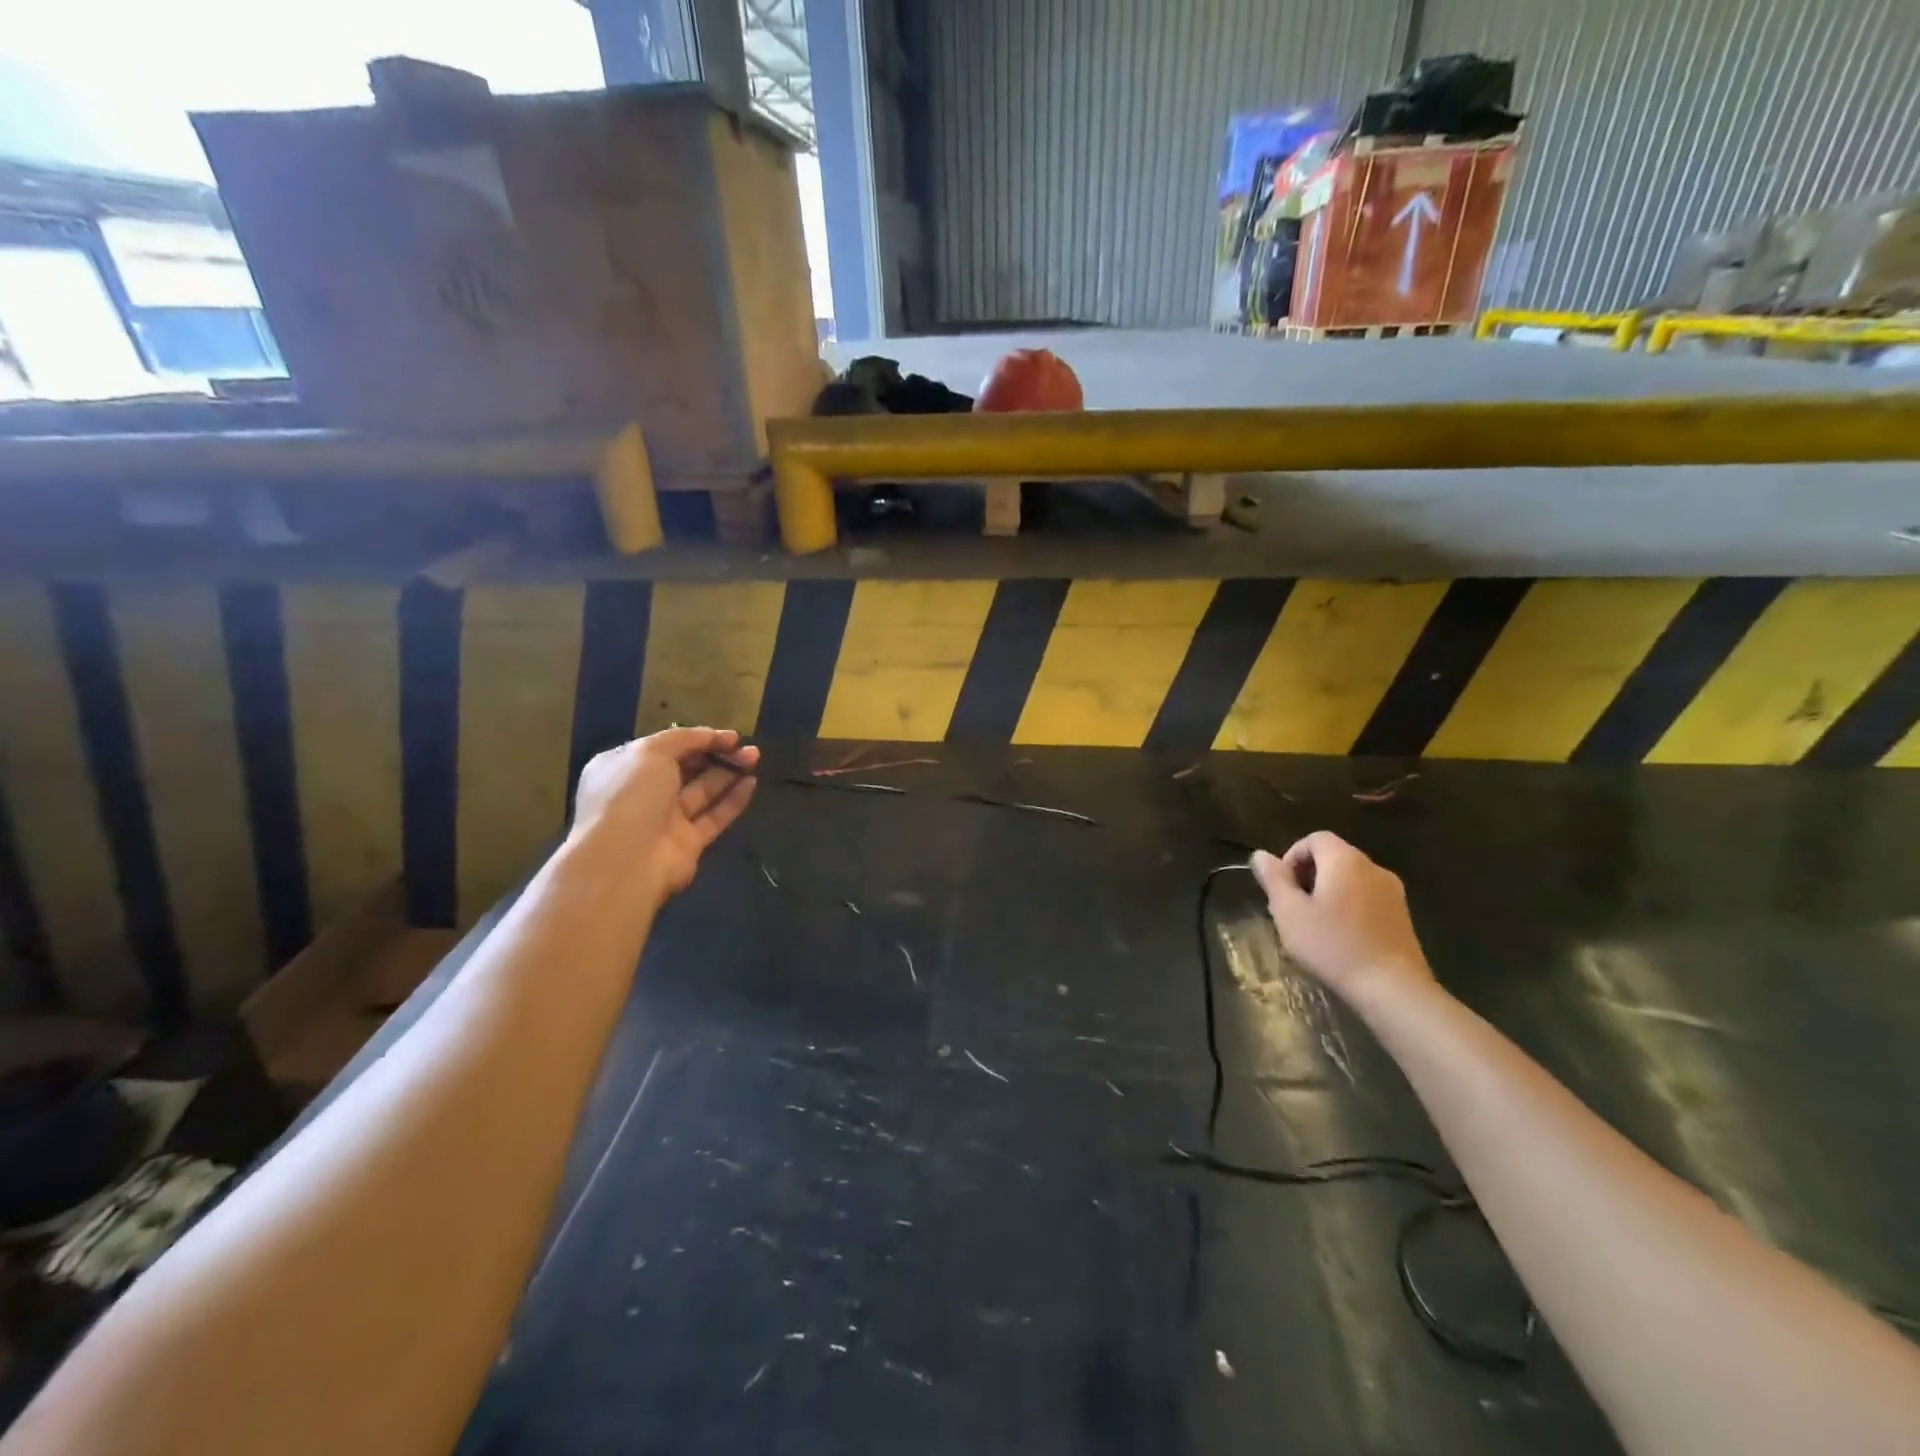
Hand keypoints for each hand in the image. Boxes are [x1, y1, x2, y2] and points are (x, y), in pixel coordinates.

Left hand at [568, 727, 758, 903]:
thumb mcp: (650, 751)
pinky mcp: (688, 843)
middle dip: (717, 755)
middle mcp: (643, 793)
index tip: (729, 735)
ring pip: (703, 791)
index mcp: (624, 768)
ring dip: (729, 772)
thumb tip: (716, 736)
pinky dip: (733, 800)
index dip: (698, 738)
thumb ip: (685, 738)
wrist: (624, 860)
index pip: (665, 748)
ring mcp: (666, 820)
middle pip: (687, 769)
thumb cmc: (630, 795)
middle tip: (746, 747)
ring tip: (755, 757)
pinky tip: (752, 783)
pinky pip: (714, 817)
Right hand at [1250, 831, 1433, 1006]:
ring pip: (1350, 879)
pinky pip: (1366, 897)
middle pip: (1333, 856)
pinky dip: (1348, 906)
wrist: (1393, 988)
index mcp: (1344, 860)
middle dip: (1308, 876)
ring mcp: (1392, 891)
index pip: (1315, 838)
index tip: (1282, 887)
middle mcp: (1372, 867)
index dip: (1292, 856)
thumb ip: (1273, 879)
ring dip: (1327, 892)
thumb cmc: (1333, 945)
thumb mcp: (1290, 912)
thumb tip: (1260, 855)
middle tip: (1292, 908)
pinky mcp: (1402, 915)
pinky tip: (1340, 937)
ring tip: (1314, 925)